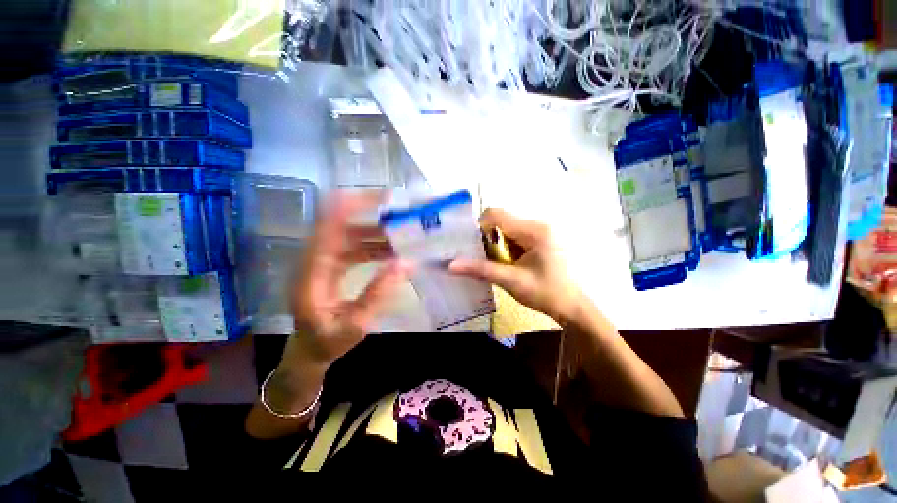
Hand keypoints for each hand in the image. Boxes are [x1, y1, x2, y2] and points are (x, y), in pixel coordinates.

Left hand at [282, 191, 410, 371]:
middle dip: (373, 218)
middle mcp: (316, 260)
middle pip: (343, 227)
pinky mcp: (334, 268)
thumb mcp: (354, 325)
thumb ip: (377, 294)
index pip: (328, 226)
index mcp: (312, 272)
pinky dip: (375, 248)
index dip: (350, 207)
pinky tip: (394, 254)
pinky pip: (356, 250)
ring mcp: (325, 263)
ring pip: (352, 237)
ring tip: (404, 237)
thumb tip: (405, 264)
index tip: (380, 197)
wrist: (308, 352)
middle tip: (402, 217)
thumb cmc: (326, 342)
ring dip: (377, 235)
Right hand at [449, 209, 583, 323]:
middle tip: (484, 258)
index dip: (479, 226)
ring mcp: (539, 232)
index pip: (496, 215)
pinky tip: (509, 264)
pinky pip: (514, 237)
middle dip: (488, 239)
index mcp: (533, 231)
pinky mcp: (539, 239)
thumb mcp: (511, 281)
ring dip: (497, 245)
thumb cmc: (545, 293)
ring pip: (506, 230)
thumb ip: (481, 270)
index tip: (473, 245)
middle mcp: (536, 225)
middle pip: (500, 221)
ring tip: (499, 264)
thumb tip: (451, 266)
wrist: (571, 307)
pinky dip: (506, 248)